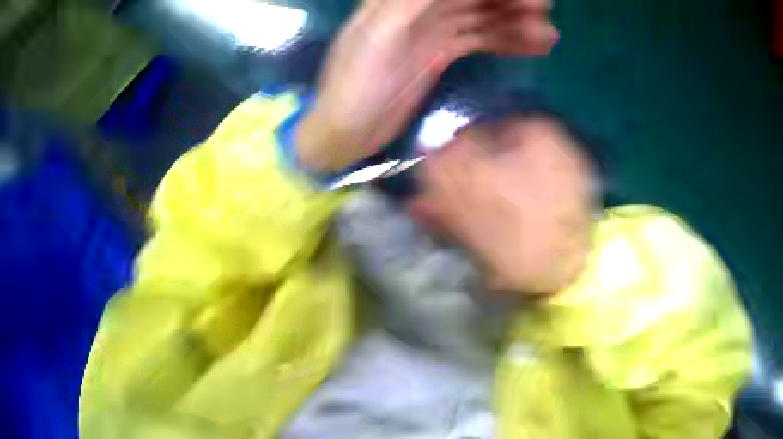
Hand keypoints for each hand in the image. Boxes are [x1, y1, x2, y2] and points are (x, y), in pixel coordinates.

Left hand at [296, 0, 557, 171]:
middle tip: (546, 9)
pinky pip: (479, 40)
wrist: (346, 132)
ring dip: (515, 22)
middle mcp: (417, 8)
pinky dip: (506, 41)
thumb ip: (412, 0)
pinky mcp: (440, 54)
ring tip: (549, 35)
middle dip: (509, 0)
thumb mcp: (380, 34)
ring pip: (480, 17)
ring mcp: (431, 31)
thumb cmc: (354, 85)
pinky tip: (533, 46)